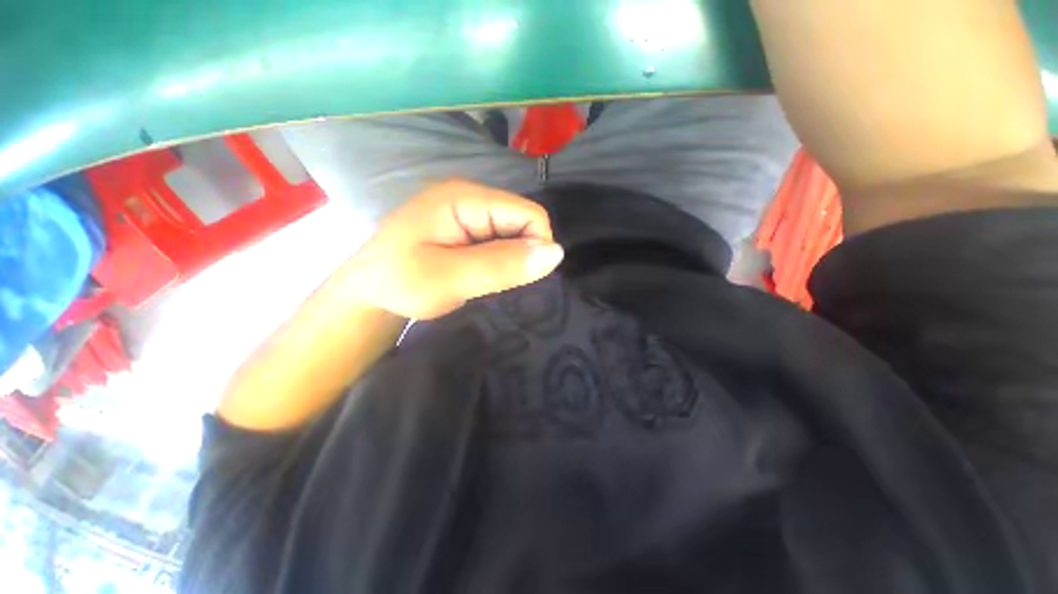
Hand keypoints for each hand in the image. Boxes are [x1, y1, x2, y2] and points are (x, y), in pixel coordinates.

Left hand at [346, 180, 563, 318]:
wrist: (367, 294)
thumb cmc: (399, 284)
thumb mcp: (449, 278)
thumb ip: (501, 265)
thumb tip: (556, 253)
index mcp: (465, 198)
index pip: (528, 214)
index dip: (535, 246)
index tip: (517, 277)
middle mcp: (470, 197)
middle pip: (522, 222)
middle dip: (520, 255)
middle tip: (494, 282)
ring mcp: (466, 212)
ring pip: (512, 234)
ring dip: (508, 261)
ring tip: (484, 281)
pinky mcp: (464, 229)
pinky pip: (498, 242)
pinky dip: (498, 262)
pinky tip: (480, 275)